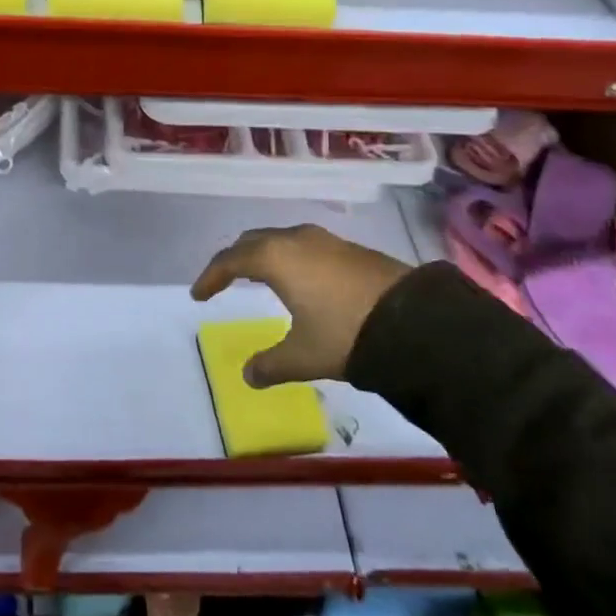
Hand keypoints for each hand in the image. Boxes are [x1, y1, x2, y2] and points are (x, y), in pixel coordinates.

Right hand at [191, 225, 411, 387]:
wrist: (417, 321)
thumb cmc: (346, 333)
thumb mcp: (303, 355)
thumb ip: (271, 364)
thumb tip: (248, 376)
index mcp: (275, 258)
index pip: (230, 260)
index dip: (210, 277)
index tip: (198, 295)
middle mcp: (296, 239)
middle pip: (252, 241)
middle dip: (234, 259)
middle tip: (223, 280)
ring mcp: (325, 240)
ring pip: (280, 240)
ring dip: (263, 255)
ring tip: (258, 277)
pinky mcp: (349, 248)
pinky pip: (304, 246)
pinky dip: (289, 259)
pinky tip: (299, 280)